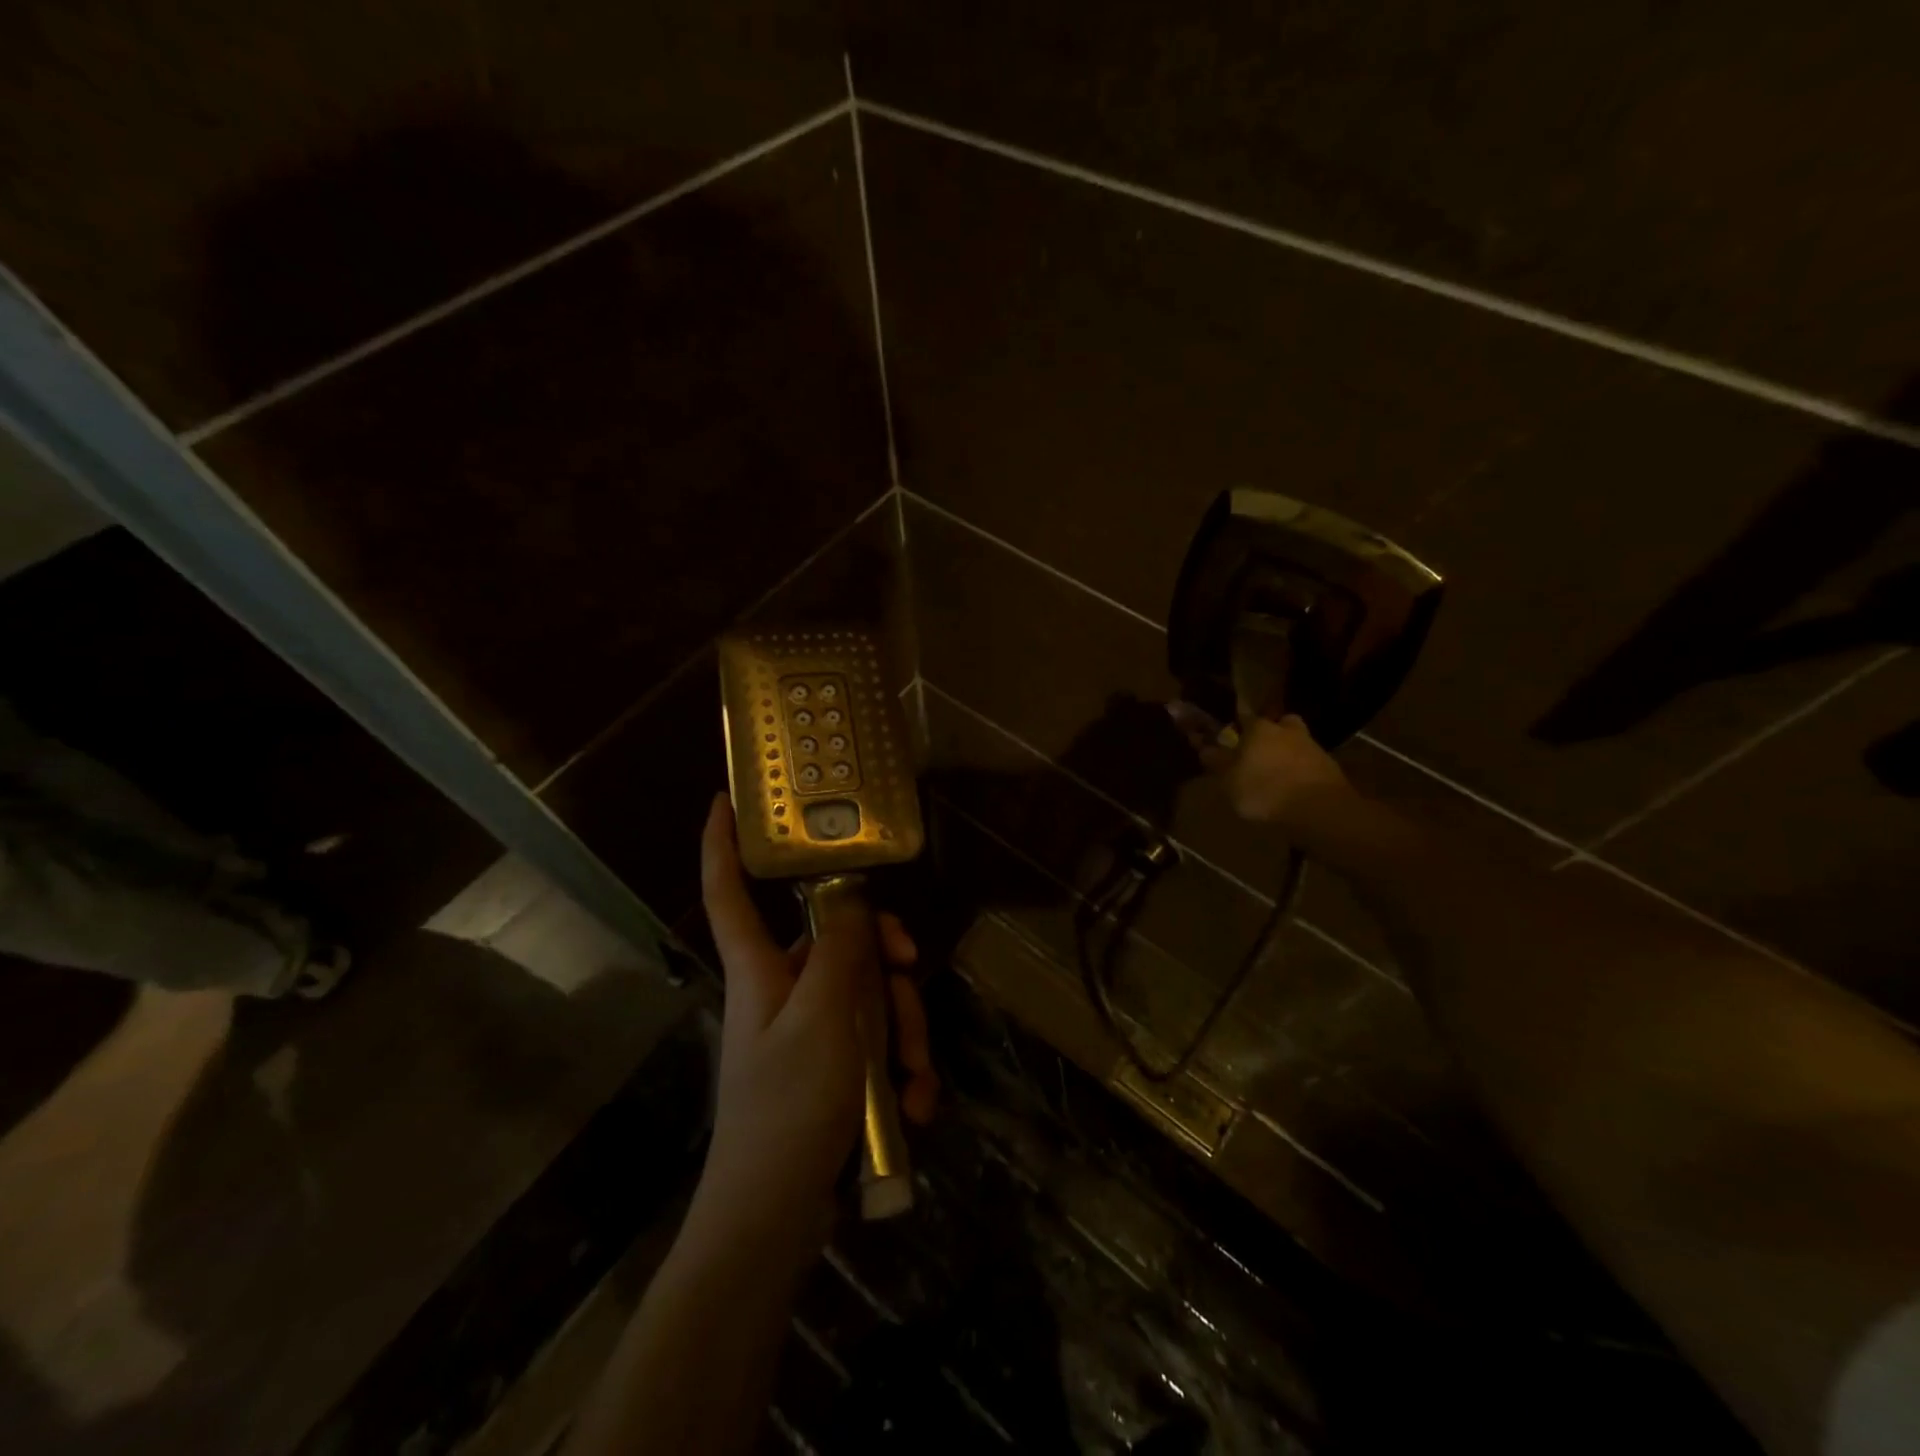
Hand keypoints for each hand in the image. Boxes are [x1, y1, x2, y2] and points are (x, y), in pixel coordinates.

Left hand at [696, 796, 936, 1224]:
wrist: (775, 1223)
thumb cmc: (787, 1110)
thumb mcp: (823, 1021)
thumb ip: (840, 952)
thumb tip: (851, 896)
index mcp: (762, 969)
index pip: (729, 892)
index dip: (722, 845)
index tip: (725, 800)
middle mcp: (784, 990)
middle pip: (838, 942)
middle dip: (885, 961)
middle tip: (913, 973)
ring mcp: (812, 1032)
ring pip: (870, 995)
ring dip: (904, 1031)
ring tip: (915, 1080)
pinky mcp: (834, 1069)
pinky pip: (876, 1044)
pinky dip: (901, 1070)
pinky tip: (914, 1106)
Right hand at [1190, 710, 1353, 827]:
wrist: (1319, 809)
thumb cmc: (1264, 790)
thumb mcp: (1228, 781)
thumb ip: (1216, 762)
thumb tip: (1204, 747)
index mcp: (1258, 728)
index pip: (1244, 717)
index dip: (1236, 726)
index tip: (1231, 737)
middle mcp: (1286, 730)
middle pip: (1277, 726)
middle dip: (1269, 735)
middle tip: (1259, 753)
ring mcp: (1312, 746)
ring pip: (1295, 743)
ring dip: (1287, 754)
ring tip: (1277, 776)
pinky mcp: (1330, 767)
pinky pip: (1309, 763)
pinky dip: (1301, 771)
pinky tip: (1293, 788)